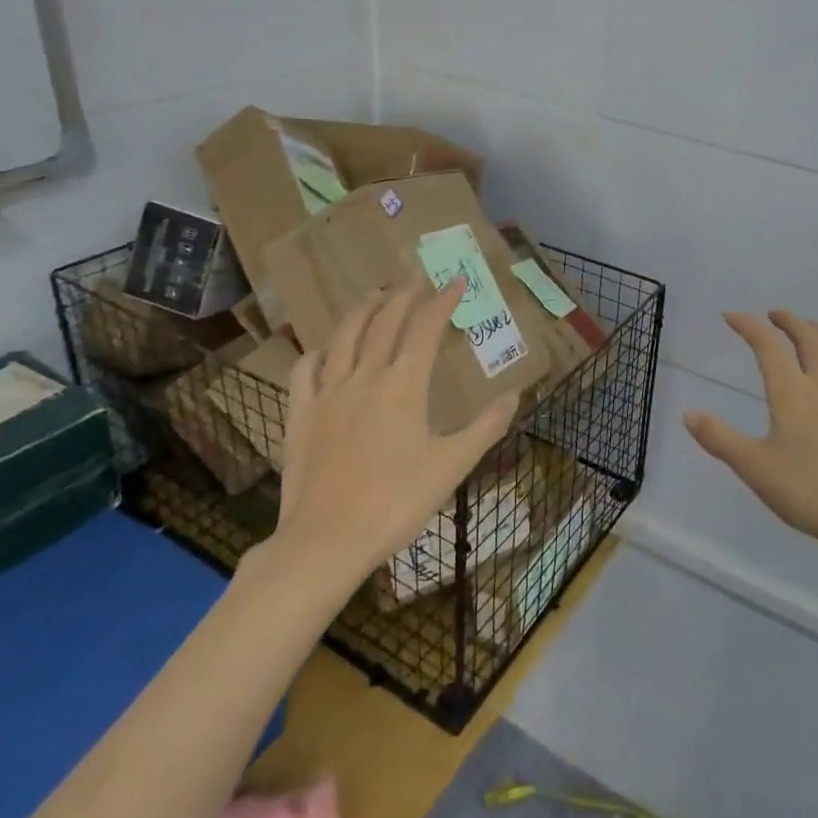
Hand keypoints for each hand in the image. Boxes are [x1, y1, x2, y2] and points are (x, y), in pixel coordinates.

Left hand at [266, 277, 519, 581]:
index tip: (457, 280)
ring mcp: (328, 393)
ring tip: (375, 294)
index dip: (442, 301)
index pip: (425, 328)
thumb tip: (516, 395)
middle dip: (404, 295)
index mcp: (403, 385)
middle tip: (417, 276)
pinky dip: (320, 350)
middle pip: (384, 322)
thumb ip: (485, 427)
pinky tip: (326, 348)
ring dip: (363, 309)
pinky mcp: (301, 414)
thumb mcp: (451, 466)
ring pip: (345, 336)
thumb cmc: (396, 502)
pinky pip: (306, 369)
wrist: (326, 540)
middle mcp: (365, 377)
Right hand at [683, 311, 817, 562]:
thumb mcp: (754, 468)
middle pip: (807, 338)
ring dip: (815, 333)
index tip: (730, 316)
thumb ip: (719, 439)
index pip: (767, 345)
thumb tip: (689, 414)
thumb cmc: (808, 491)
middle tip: (772, 314)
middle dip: (787, 320)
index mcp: (791, 393)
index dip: (748, 325)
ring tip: (807, 329)